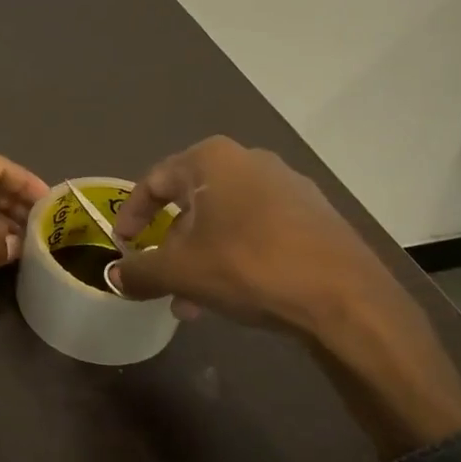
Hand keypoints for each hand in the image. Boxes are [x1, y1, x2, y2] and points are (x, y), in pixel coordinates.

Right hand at [113, 137, 460, 457]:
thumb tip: (115, 277)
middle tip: (160, 280)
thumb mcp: (180, 272)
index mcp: (212, 159)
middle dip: (171, 246)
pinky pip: (257, 230)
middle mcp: (250, 160)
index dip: (132, 216)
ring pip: (224, 221)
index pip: (154, 181)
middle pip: (191, 203)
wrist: (345, 298)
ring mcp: (288, 185)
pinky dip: (234, 256)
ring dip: (201, 258)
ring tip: (193, 302)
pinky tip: (234, 294)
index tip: (123, 246)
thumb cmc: (248, 267)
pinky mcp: (314, 214)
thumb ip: (140, 271)